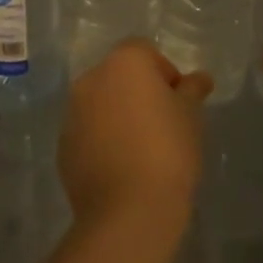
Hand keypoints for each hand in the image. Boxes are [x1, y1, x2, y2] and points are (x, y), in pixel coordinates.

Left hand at [59, 39, 211, 237]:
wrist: (128, 210)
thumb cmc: (168, 150)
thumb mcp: (191, 115)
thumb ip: (192, 90)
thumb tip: (199, 78)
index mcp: (124, 63)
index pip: (145, 52)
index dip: (165, 73)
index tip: (179, 102)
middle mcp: (91, 79)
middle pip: (119, 75)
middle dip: (139, 92)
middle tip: (164, 123)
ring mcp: (72, 113)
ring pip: (101, 103)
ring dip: (118, 115)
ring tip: (142, 148)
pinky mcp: (63, 146)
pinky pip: (88, 132)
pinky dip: (103, 140)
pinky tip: (123, 167)